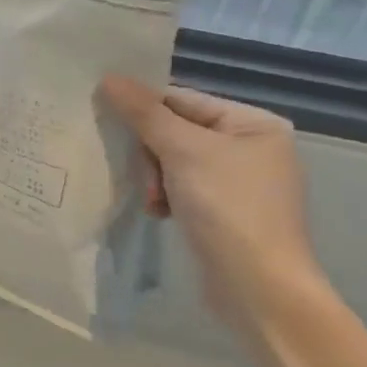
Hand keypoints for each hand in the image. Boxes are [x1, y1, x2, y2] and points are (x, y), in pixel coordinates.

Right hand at [100, 78, 331, 334]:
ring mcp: (239, 182)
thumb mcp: (182, 151)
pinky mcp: (225, 212)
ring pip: (173, 160)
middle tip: (146, 177)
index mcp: (254, 124)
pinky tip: (159, 212)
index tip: (108, 119)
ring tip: (154, 201)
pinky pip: (182, 187)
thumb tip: (108, 77)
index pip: (183, 100)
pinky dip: (165, 196)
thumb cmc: (228, 208)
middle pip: (176, 130)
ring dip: (154, 177)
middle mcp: (251, 147)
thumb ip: (143, 112)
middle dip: (151, 153)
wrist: (258, 289)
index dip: (144, 108)